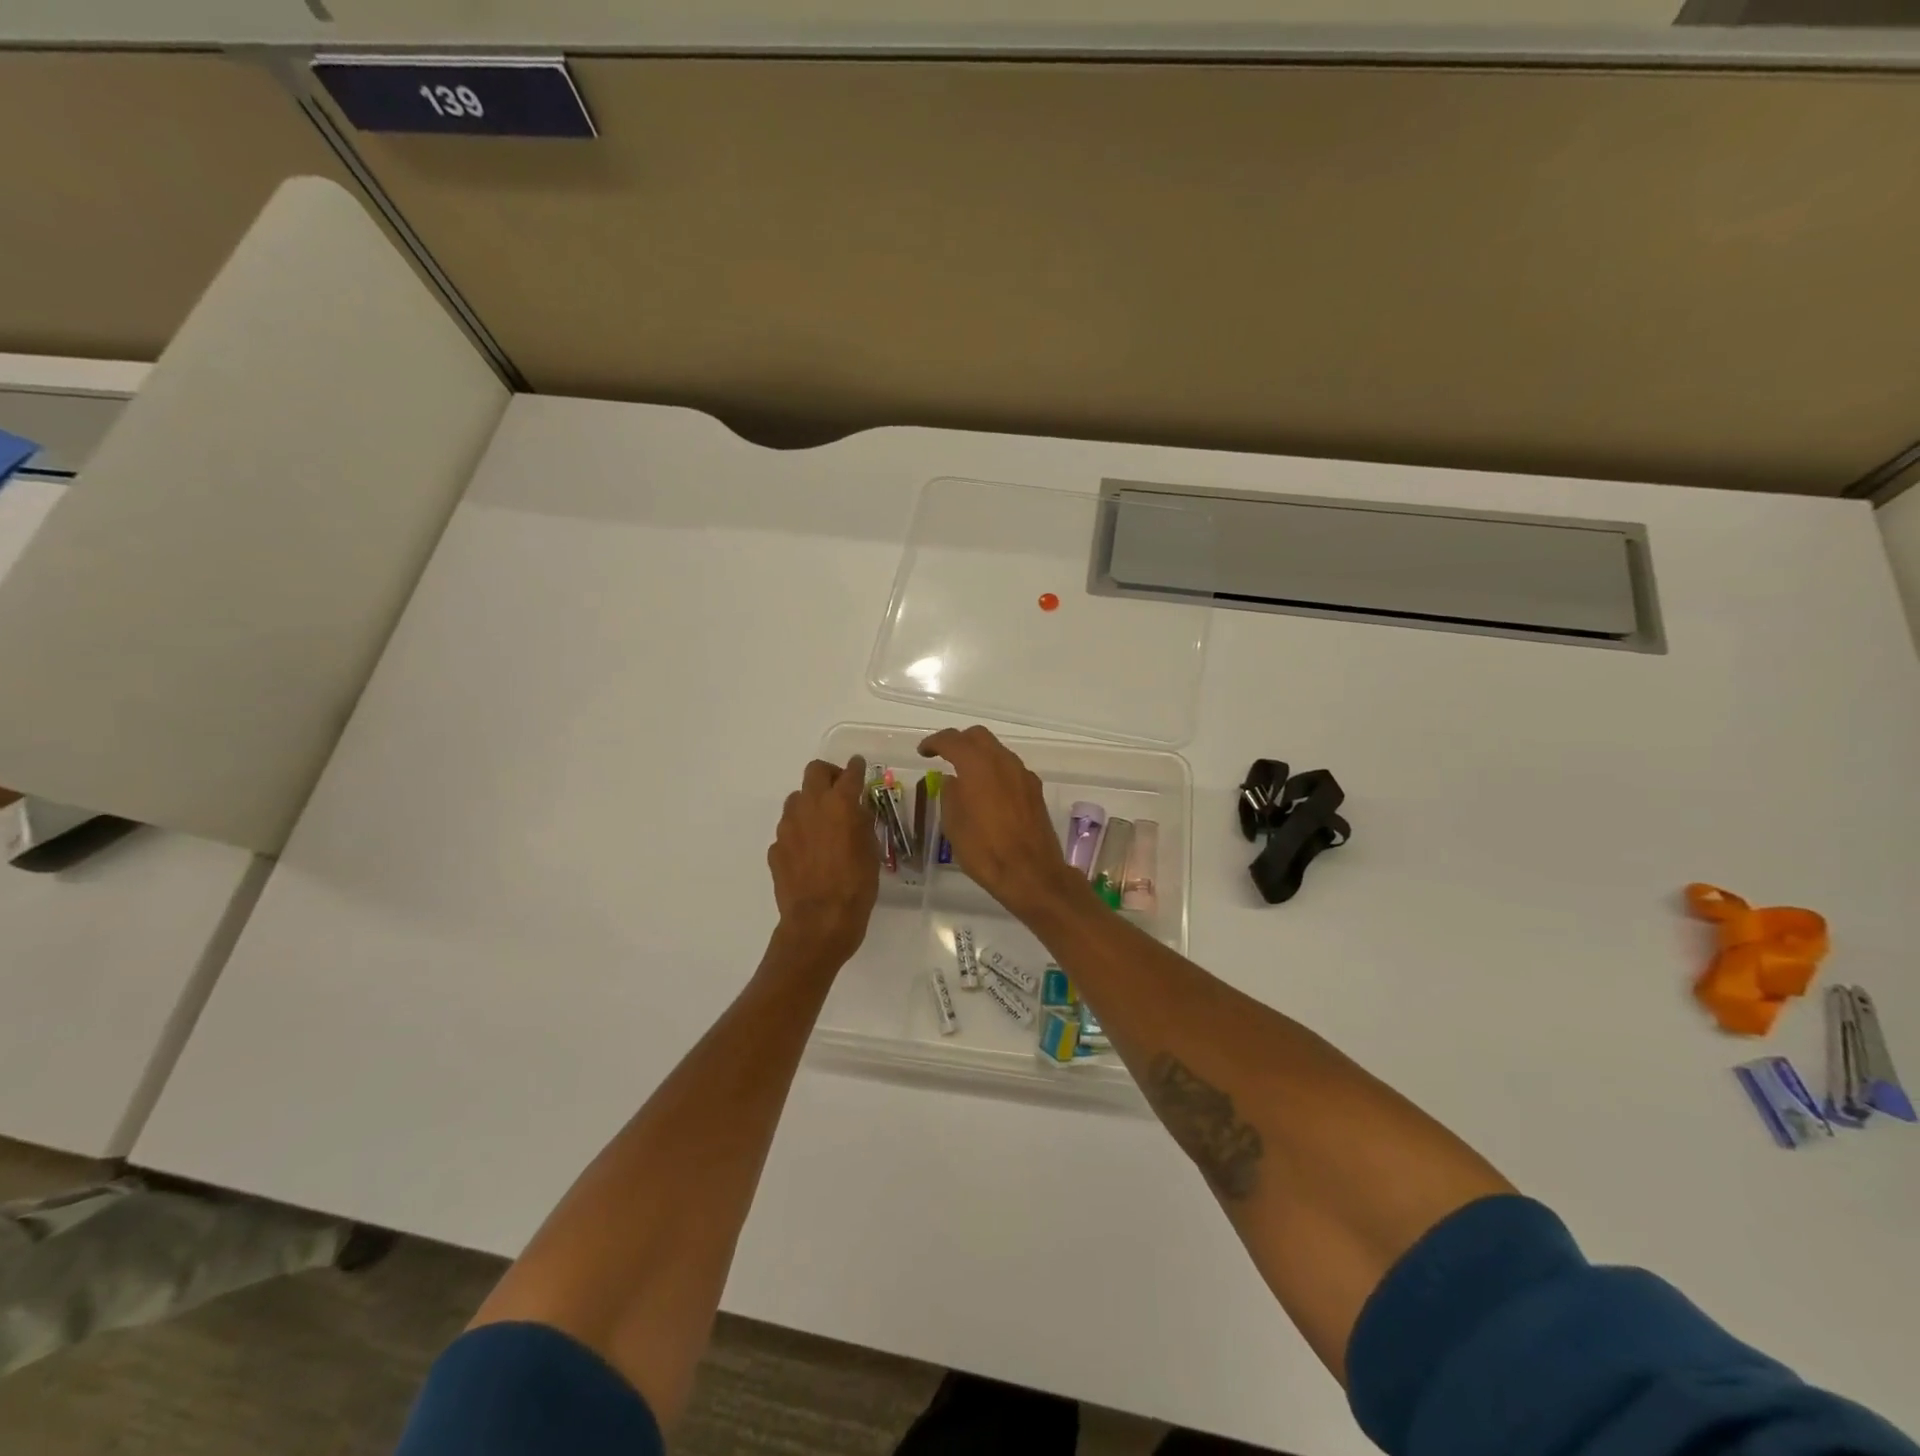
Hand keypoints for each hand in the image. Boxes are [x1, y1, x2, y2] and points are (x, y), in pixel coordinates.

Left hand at [767, 755, 879, 967]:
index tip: (859, 766)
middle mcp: (810, 806)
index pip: (850, 773)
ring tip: (822, 824)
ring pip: (796, 799)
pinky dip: (799, 833)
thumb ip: (861, 823)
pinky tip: (809, 853)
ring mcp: (788, 826)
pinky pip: (788, 830)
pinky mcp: (776, 848)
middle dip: (828, 774)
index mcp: (840, 804)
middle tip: (839, 790)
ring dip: (810, 803)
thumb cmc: (856, 886)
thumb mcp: (871, 851)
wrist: (819, 921)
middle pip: (814, 772)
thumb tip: (855, 811)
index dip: (857, 768)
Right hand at [919, 726, 1092, 922]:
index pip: (952, 740)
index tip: (923, 752)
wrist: (1031, 873)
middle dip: (959, 742)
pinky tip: (988, 792)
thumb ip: (950, 794)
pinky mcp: (1035, 790)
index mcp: (977, 765)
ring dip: (979, 756)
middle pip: (979, 736)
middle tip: (943, 757)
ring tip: (964, 776)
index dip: (934, 743)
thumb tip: (952, 780)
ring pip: (997, 751)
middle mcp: (1003, 761)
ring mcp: (1023, 774)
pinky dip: (995, 771)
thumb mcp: (954, 824)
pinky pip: (1010, 769)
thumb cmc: (984, 850)